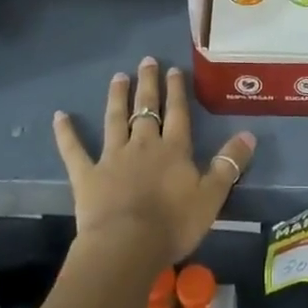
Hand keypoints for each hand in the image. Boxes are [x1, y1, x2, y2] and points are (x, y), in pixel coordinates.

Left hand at [52, 58, 257, 268]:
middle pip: (146, 109)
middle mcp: (143, 145)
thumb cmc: (173, 224)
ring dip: (117, 98)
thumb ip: (229, 165)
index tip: (174, 69)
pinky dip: (66, 133)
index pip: (177, 113)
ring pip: (115, 120)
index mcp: (173, 150)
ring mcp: (112, 157)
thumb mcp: (211, 196)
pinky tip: (59, 116)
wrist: (126, 246)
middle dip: (147, 84)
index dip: (176, 91)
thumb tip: (249, 134)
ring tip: (118, 77)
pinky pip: (74, 150)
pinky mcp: (87, 175)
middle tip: (147, 60)